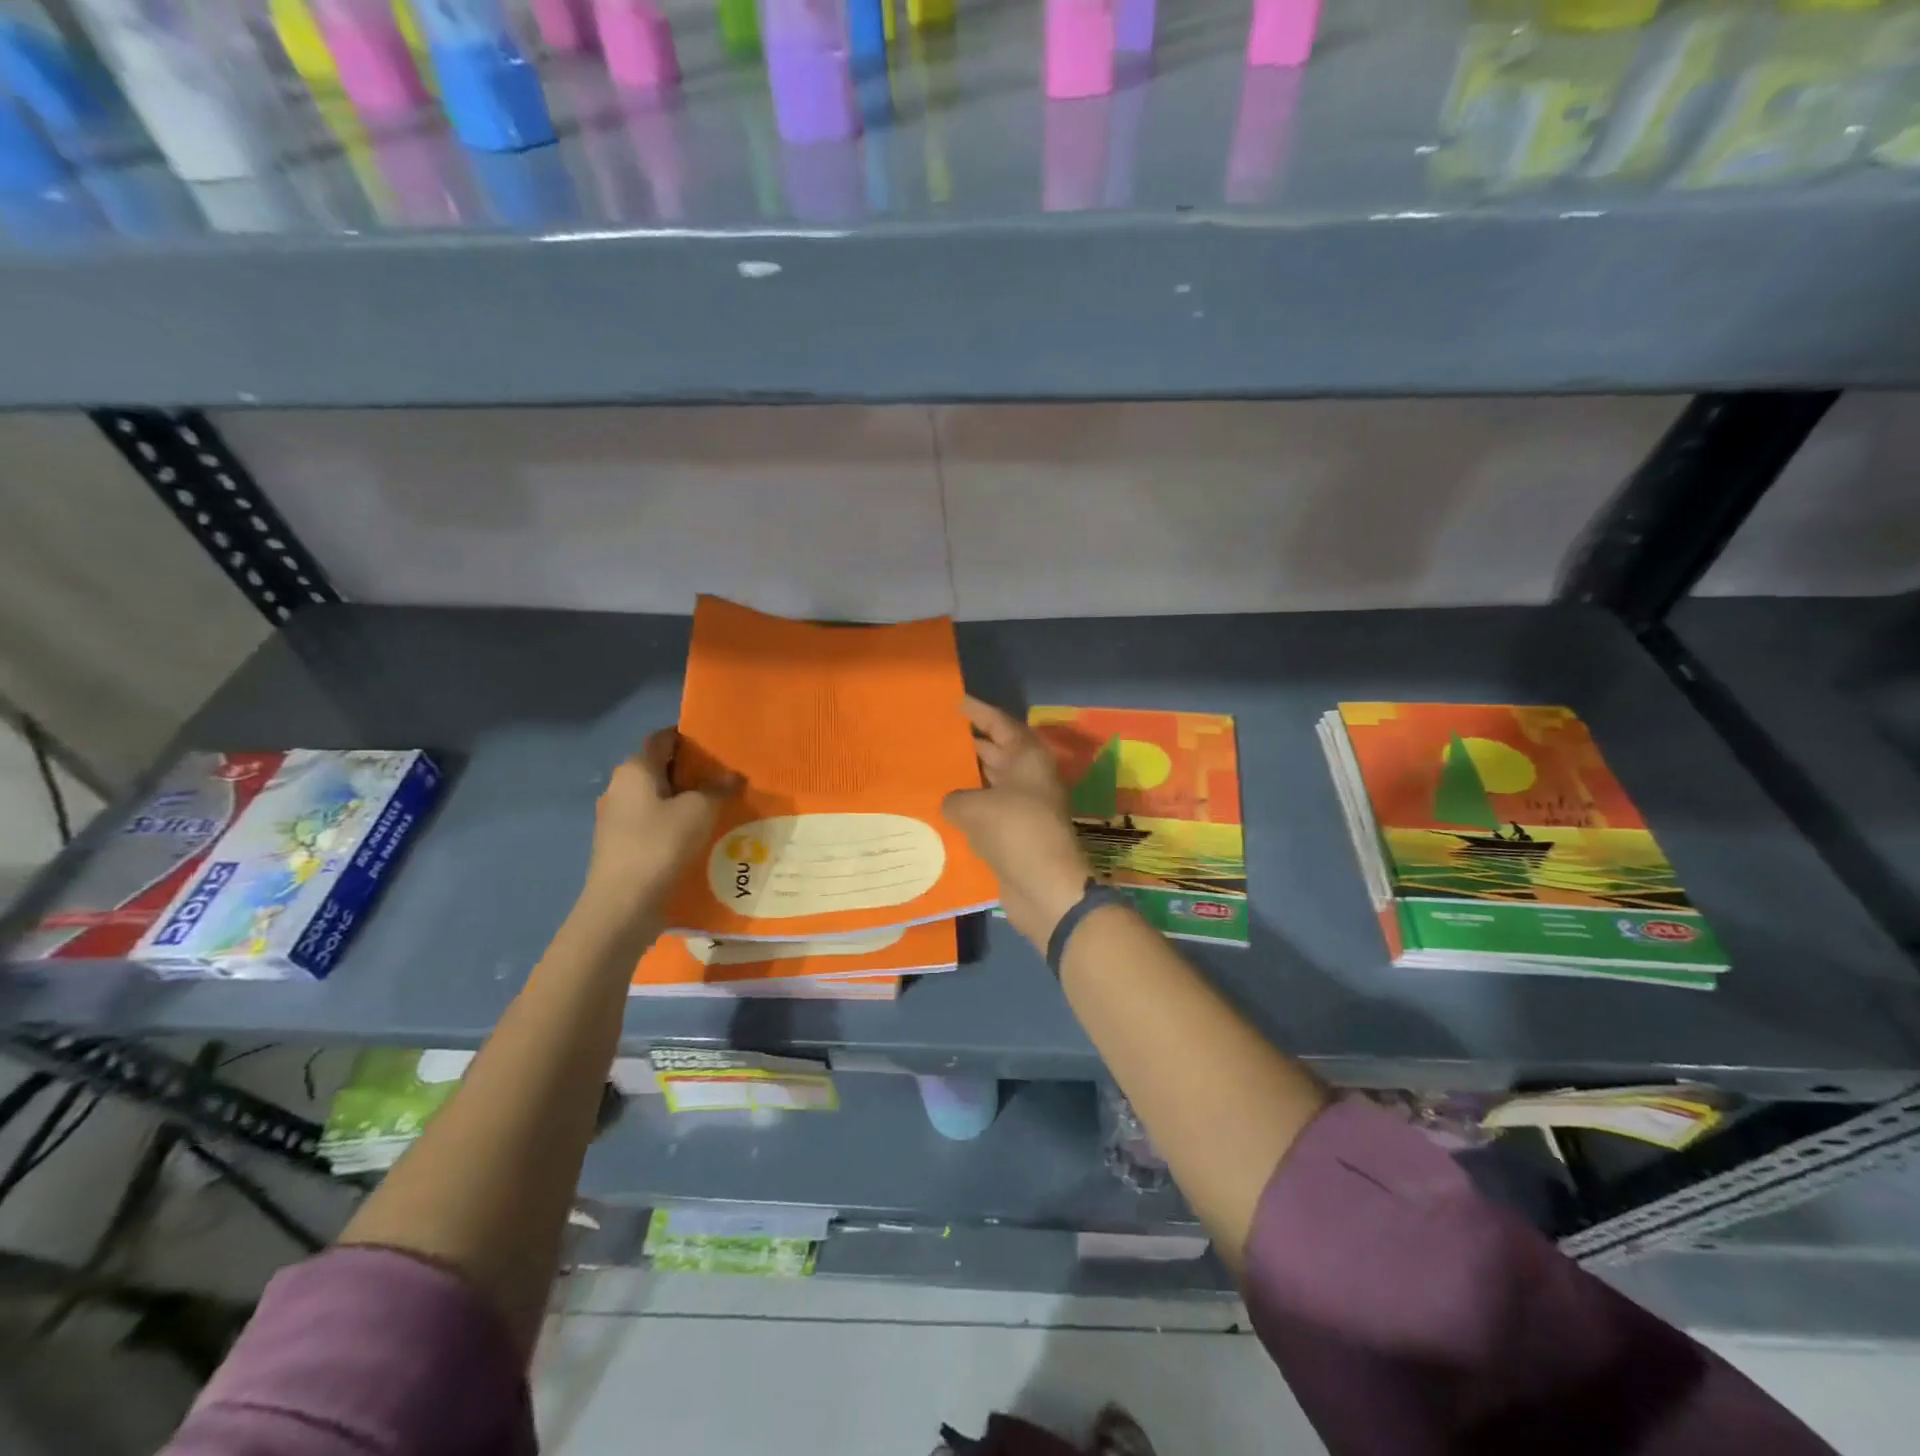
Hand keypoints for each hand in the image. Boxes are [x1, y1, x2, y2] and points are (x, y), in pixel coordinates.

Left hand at [583, 729, 738, 912]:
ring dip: (681, 801)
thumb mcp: (700, 811)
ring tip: (715, 810)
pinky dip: (671, 824)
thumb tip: (734, 776)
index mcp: (635, 769)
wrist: (623, 903)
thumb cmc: (660, 844)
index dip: (689, 738)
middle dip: (690, 772)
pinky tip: (694, 837)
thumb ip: (718, 789)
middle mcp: (619, 786)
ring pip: (655, 798)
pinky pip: (650, 823)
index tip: (717, 747)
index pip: (662, 738)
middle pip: (658, 768)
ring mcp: (615, 818)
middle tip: (724, 780)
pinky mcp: (618, 845)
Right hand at [943, 696, 1091, 947]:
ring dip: (963, 779)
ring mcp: (1022, 807)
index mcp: (1027, 758)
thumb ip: (955, 797)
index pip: (1000, 723)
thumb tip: (952, 802)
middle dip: (966, 744)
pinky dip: (965, 810)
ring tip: (927, 770)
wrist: (1045, 886)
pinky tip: (937, 810)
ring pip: (988, 784)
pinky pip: (985, 813)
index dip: (977, 711)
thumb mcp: (974, 806)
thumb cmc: (1015, 831)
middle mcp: (1027, 777)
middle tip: (931, 736)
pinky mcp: (1013, 834)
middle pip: (994, 752)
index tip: (952, 702)